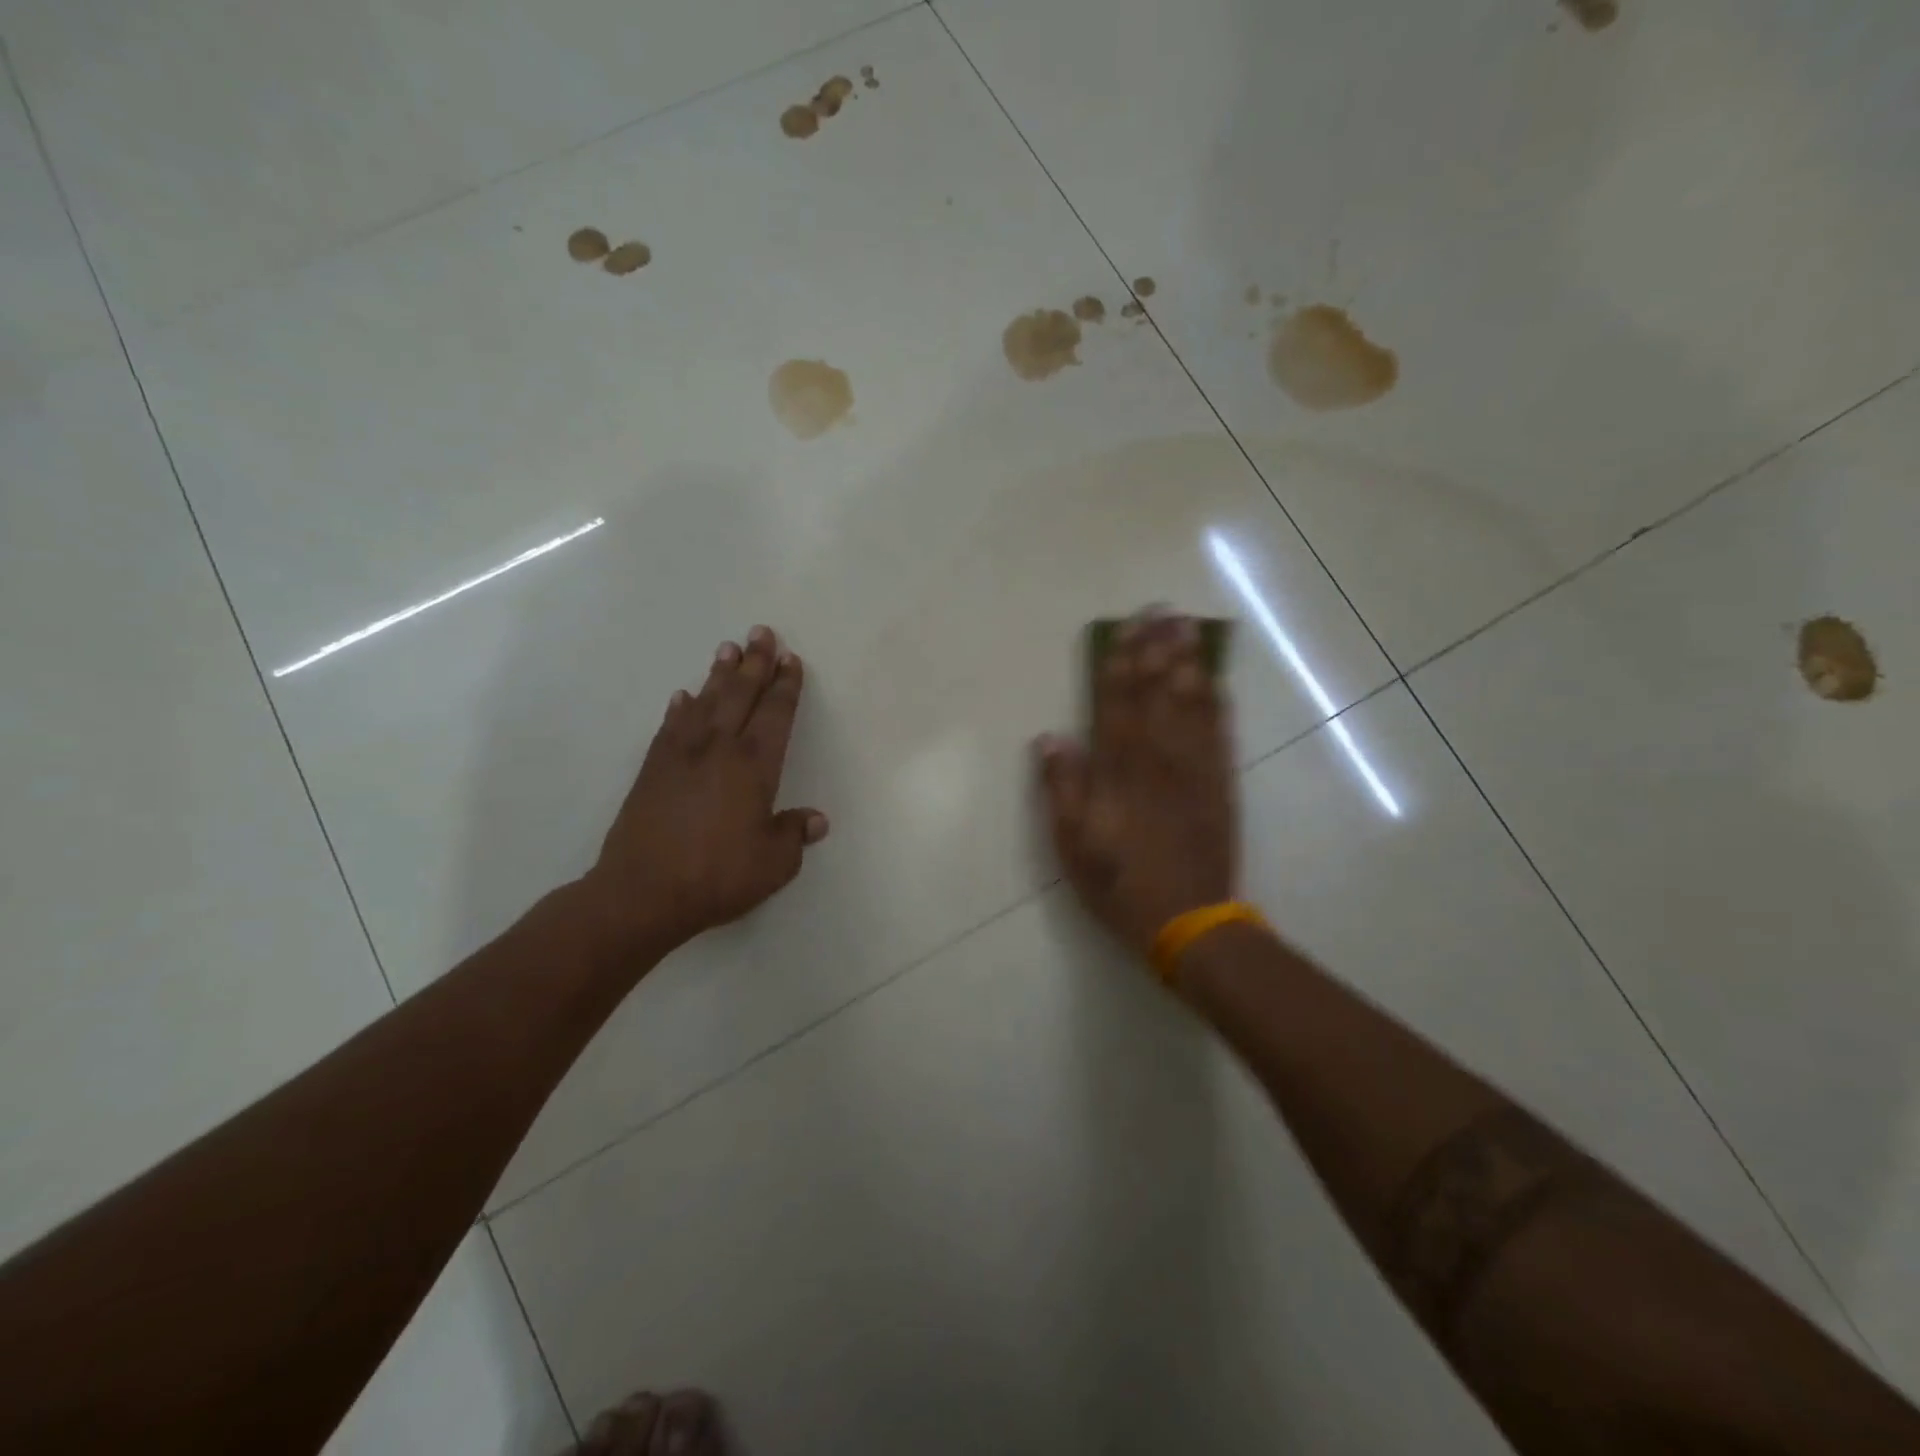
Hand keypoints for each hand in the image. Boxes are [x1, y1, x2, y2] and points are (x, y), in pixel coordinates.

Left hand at [579, 625, 828, 962]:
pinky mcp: (652, 770)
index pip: (775, 715)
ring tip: (728, 648)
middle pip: (741, 696)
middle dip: (755, 663)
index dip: (786, 686)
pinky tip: (684, 697)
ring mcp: (681, 756)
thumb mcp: (773, 864)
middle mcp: (719, 750)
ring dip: (719, 675)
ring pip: (706, 703)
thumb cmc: (718, 876)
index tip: (790, 660)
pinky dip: (680, 709)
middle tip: (762, 632)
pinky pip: (670, 727)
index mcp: (754, 768)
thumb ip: (794, 835)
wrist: (642, 892)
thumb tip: (815, 820)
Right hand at [1036, 611, 1237, 958]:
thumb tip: (1051, 737)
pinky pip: (1220, 733)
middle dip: (1157, 648)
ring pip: (1192, 704)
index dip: (1119, 663)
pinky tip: (1216, 681)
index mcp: (1119, 770)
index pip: (1117, 703)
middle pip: (1158, 692)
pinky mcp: (1220, 785)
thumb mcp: (1072, 843)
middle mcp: (1159, 758)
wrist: (1188, 920)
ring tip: (1188, 629)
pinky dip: (1217, 703)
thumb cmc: (1119, 883)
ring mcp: (1195, 769)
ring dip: (1189, 663)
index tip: (1124, 628)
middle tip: (1162, 610)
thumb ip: (1062, 787)